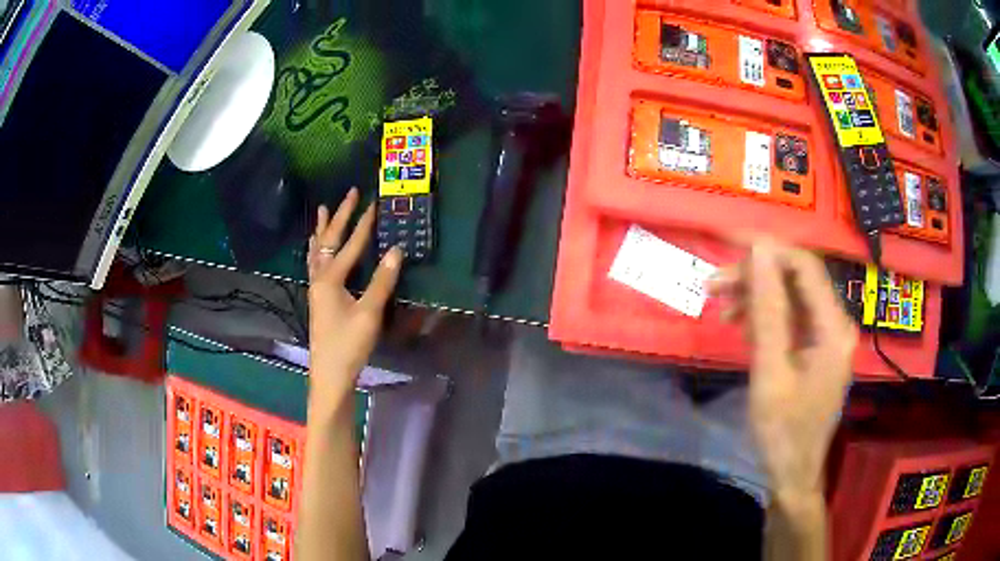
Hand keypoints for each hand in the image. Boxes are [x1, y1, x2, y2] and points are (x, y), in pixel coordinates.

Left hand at [307, 188, 401, 413]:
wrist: (330, 374)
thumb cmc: (349, 345)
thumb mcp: (369, 313)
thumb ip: (382, 281)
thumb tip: (396, 250)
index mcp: (330, 279)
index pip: (350, 245)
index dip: (364, 224)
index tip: (374, 202)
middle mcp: (319, 278)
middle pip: (329, 240)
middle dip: (340, 215)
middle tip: (350, 193)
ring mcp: (316, 288)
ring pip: (318, 251)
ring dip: (323, 229)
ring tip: (322, 210)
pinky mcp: (318, 298)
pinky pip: (315, 264)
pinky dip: (318, 249)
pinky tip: (319, 250)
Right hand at [709, 240, 856, 504]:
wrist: (792, 472)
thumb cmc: (782, 430)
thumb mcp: (770, 370)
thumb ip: (767, 308)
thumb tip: (759, 250)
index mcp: (833, 327)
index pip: (805, 266)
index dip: (768, 248)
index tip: (727, 245)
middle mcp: (837, 323)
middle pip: (797, 279)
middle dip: (756, 276)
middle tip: (713, 285)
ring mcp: (828, 335)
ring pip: (792, 297)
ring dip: (757, 296)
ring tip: (721, 306)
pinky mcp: (817, 347)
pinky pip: (792, 318)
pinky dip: (765, 317)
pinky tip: (742, 326)